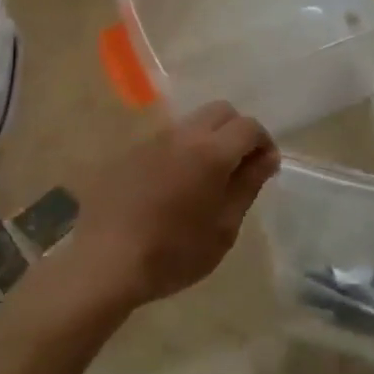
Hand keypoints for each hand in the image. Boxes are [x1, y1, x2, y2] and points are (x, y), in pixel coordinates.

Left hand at [67, 102, 278, 312]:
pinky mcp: (130, 152)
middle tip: (239, 167)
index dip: (264, 143)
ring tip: (206, 178)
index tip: (265, 169)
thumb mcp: (223, 228)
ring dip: (208, 139)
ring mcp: (152, 140)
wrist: (106, 262)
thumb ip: (247, 185)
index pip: (249, 126)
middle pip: (220, 111)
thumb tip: (266, 157)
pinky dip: (181, 151)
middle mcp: (182, 135)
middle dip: (237, 131)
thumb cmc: (174, 252)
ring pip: (191, 123)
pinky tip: (173, 186)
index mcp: (211, 152)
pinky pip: (166, 140)